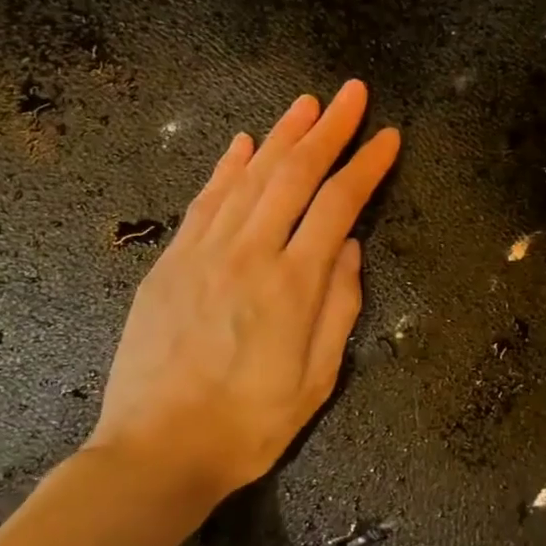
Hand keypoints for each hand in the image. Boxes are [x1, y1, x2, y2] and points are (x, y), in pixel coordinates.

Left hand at [86, 81, 400, 511]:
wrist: (157, 451)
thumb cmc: (249, 425)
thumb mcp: (317, 379)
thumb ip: (339, 307)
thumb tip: (350, 248)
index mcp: (292, 285)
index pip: (338, 205)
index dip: (366, 166)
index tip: (389, 137)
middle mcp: (248, 254)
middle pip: (293, 174)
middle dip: (328, 130)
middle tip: (352, 94)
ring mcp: (202, 253)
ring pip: (248, 177)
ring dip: (281, 135)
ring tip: (307, 103)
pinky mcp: (170, 263)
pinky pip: (204, 202)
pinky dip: (227, 167)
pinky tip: (244, 143)